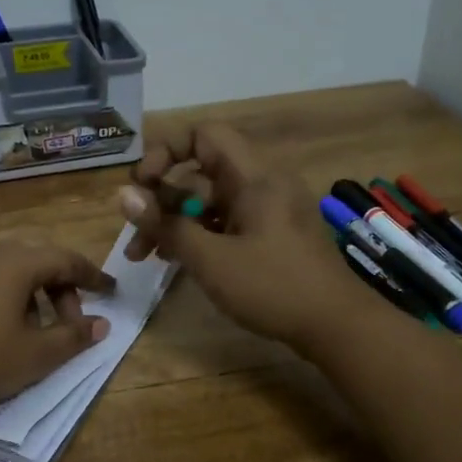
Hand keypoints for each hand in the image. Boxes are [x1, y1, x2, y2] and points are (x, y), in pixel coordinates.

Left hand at [0, 239, 114, 410]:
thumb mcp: (35, 355)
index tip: (111, 292)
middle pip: (40, 263)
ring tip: (38, 331)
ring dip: (36, 297)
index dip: (93, 277)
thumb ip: (73, 337)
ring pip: (14, 272)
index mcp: (17, 263)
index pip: (67, 260)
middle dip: (64, 291)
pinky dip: (10, 298)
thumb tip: (101, 324)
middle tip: (72, 325)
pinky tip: (4, 330)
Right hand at [116, 124, 353, 351]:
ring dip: (175, 222)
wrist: (337, 326)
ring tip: (144, 256)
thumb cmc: (273, 287)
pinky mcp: (270, 235)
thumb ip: (166, 225)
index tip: (142, 184)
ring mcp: (267, 211)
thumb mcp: (211, 259)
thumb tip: (123, 195)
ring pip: (209, 202)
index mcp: (253, 176)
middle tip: (134, 234)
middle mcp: (261, 184)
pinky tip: (175, 260)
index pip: (203, 135)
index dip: (166, 151)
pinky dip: (199, 235)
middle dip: (161, 199)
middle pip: (200, 173)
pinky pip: (225, 222)